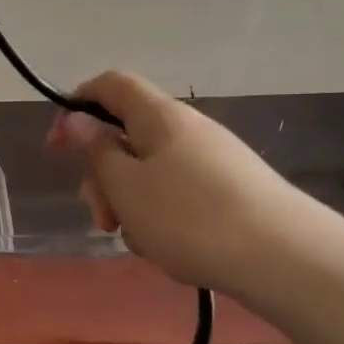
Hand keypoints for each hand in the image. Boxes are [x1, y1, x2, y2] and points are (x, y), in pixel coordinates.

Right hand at [48, 70, 334, 298]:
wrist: (285, 258)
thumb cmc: (189, 217)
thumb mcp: (126, 186)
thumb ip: (97, 151)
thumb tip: (79, 120)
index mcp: (158, 116)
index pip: (110, 85)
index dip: (77, 105)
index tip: (58, 146)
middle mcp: (186, 129)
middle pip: (127, 136)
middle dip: (103, 176)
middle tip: (102, 218)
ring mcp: (212, 160)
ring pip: (149, 172)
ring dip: (130, 203)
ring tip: (139, 241)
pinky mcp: (229, 191)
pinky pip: (176, 194)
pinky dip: (160, 216)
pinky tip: (169, 248)